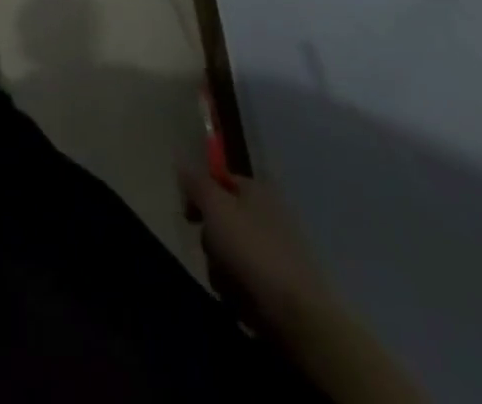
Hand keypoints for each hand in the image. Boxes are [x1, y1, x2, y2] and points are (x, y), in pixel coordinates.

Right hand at [178, 166, 333, 325]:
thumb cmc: (252, 251)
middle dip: (210, 239)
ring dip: (221, 268)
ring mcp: (274, 252)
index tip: (188, 214)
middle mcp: (267, 215)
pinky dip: (238, 290)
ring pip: (228, 252)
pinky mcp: (278, 286)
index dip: (199, 193)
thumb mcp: (215, 207)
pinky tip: (242, 301)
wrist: (298, 317)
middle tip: (212, 250)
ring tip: (229, 282)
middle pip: (221, 219)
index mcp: (256, 191)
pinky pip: (243, 280)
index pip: (219, 179)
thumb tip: (182, 164)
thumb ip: (196, 183)